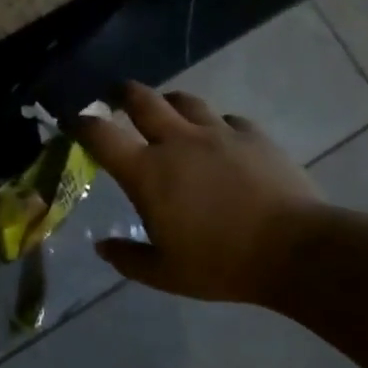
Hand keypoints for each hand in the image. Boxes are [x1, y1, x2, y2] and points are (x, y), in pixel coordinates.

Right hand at [71, 82, 320, 301]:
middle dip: (122, 94)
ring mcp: (218, 133)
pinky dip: (216, 124)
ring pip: (185, 100)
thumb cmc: (222, 263)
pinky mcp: (253, 136)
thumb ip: (129, 258)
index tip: (71, 121)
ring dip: (169, 102)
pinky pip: (227, 119)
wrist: (296, 250)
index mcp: (148, 172)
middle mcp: (177, 141)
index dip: (80, 123)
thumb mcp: (166, 274)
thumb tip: (102, 247)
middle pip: (142, 100)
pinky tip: (220, 138)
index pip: (101, 135)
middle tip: (115, 96)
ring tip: (168, 111)